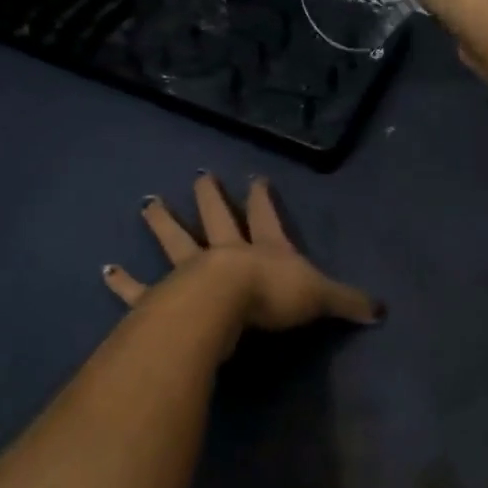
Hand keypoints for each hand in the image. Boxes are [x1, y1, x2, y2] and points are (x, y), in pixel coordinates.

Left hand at [102, 173, 381, 340]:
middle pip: (217, 216)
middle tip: (200, 175)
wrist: (226, 306)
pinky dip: (123, 282)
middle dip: (210, 195)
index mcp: (263, 248)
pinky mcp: (163, 296)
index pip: (265, 216)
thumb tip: (382, 311)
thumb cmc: (274, 296)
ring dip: (162, 223)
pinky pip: (140, 289)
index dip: (262, 198)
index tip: (256, 177)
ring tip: (148, 204)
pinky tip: (105, 271)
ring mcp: (191, 270)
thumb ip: (348, 302)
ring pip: (175, 240)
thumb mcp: (320, 297)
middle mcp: (225, 251)